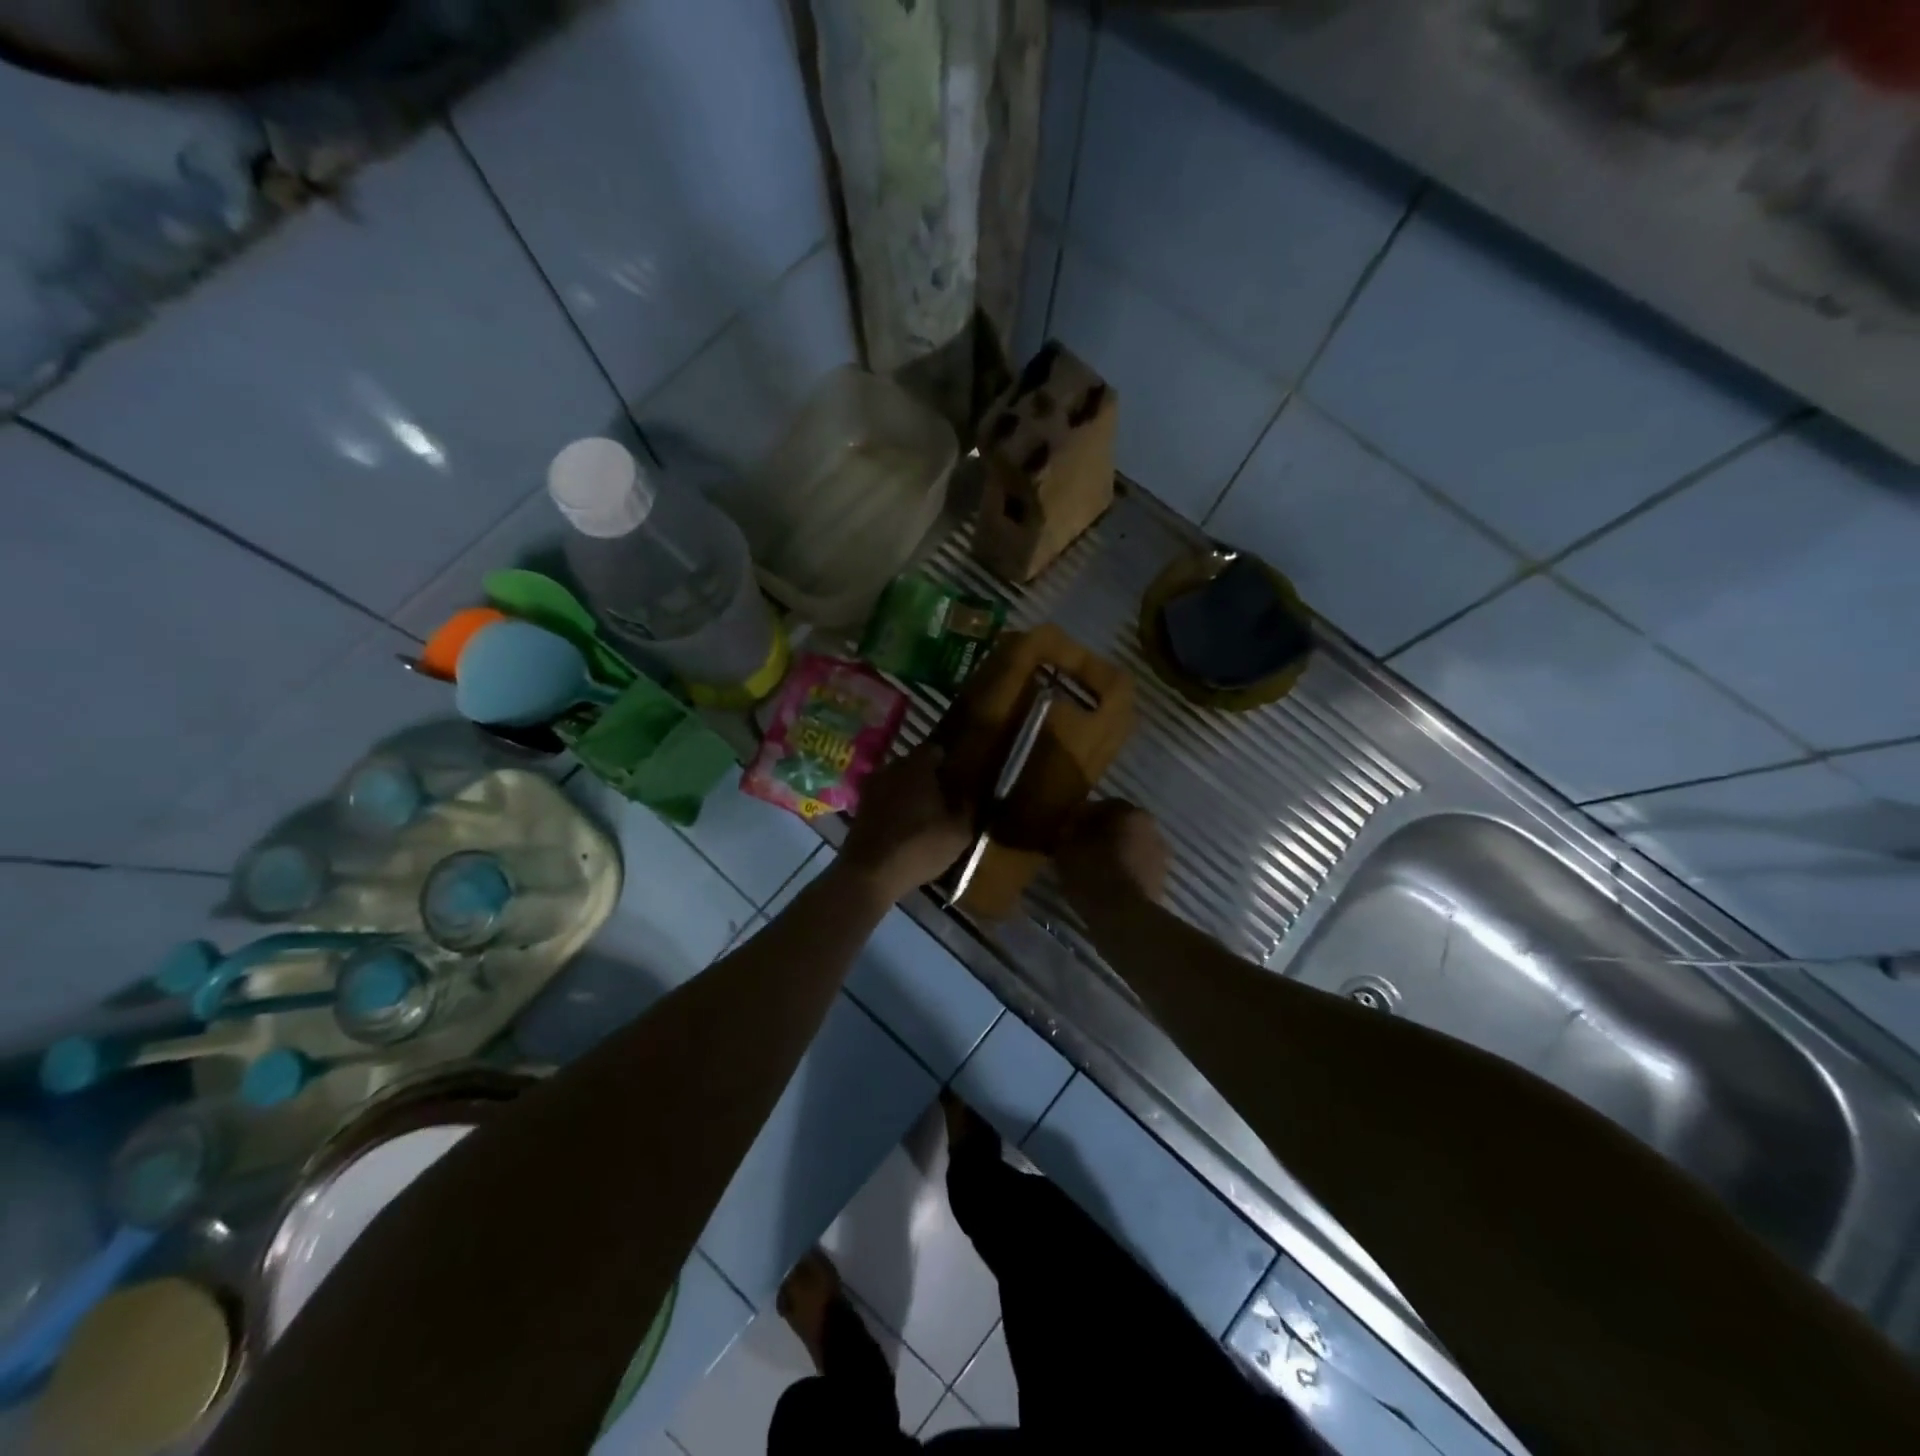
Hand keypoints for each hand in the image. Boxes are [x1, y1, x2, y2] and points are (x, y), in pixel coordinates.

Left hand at [840, 742, 974, 901]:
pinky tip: (904, 827)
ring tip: (923, 815)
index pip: (934, 750)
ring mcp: (871, 788)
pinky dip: (894, 808)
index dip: (947, 762)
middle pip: (913, 765)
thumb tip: (970, 794)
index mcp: (917, 766)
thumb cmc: (920, 847)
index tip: (957, 777)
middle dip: (927, 777)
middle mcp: (891, 769)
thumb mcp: (959, 832)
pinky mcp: (859, 809)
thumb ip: (968, 807)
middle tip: (943, 797)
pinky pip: (883, 800)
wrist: (869, 874)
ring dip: (909, 793)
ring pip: (896, 783)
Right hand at [1057, 800, 1169, 909]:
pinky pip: (1135, 869)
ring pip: (1129, 848)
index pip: (1101, 806)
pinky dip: (1121, 872)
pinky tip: (1103, 884)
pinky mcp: (1161, 881)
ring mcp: (1160, 856)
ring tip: (1089, 869)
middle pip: (1119, 826)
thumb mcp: (1066, 849)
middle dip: (1099, 835)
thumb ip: (1067, 833)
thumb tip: (1068, 831)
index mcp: (1130, 813)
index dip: (1080, 818)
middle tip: (1077, 848)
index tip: (1065, 831)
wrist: (1124, 918)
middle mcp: (1151, 828)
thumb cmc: (1093, 873)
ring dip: (1112, 854)